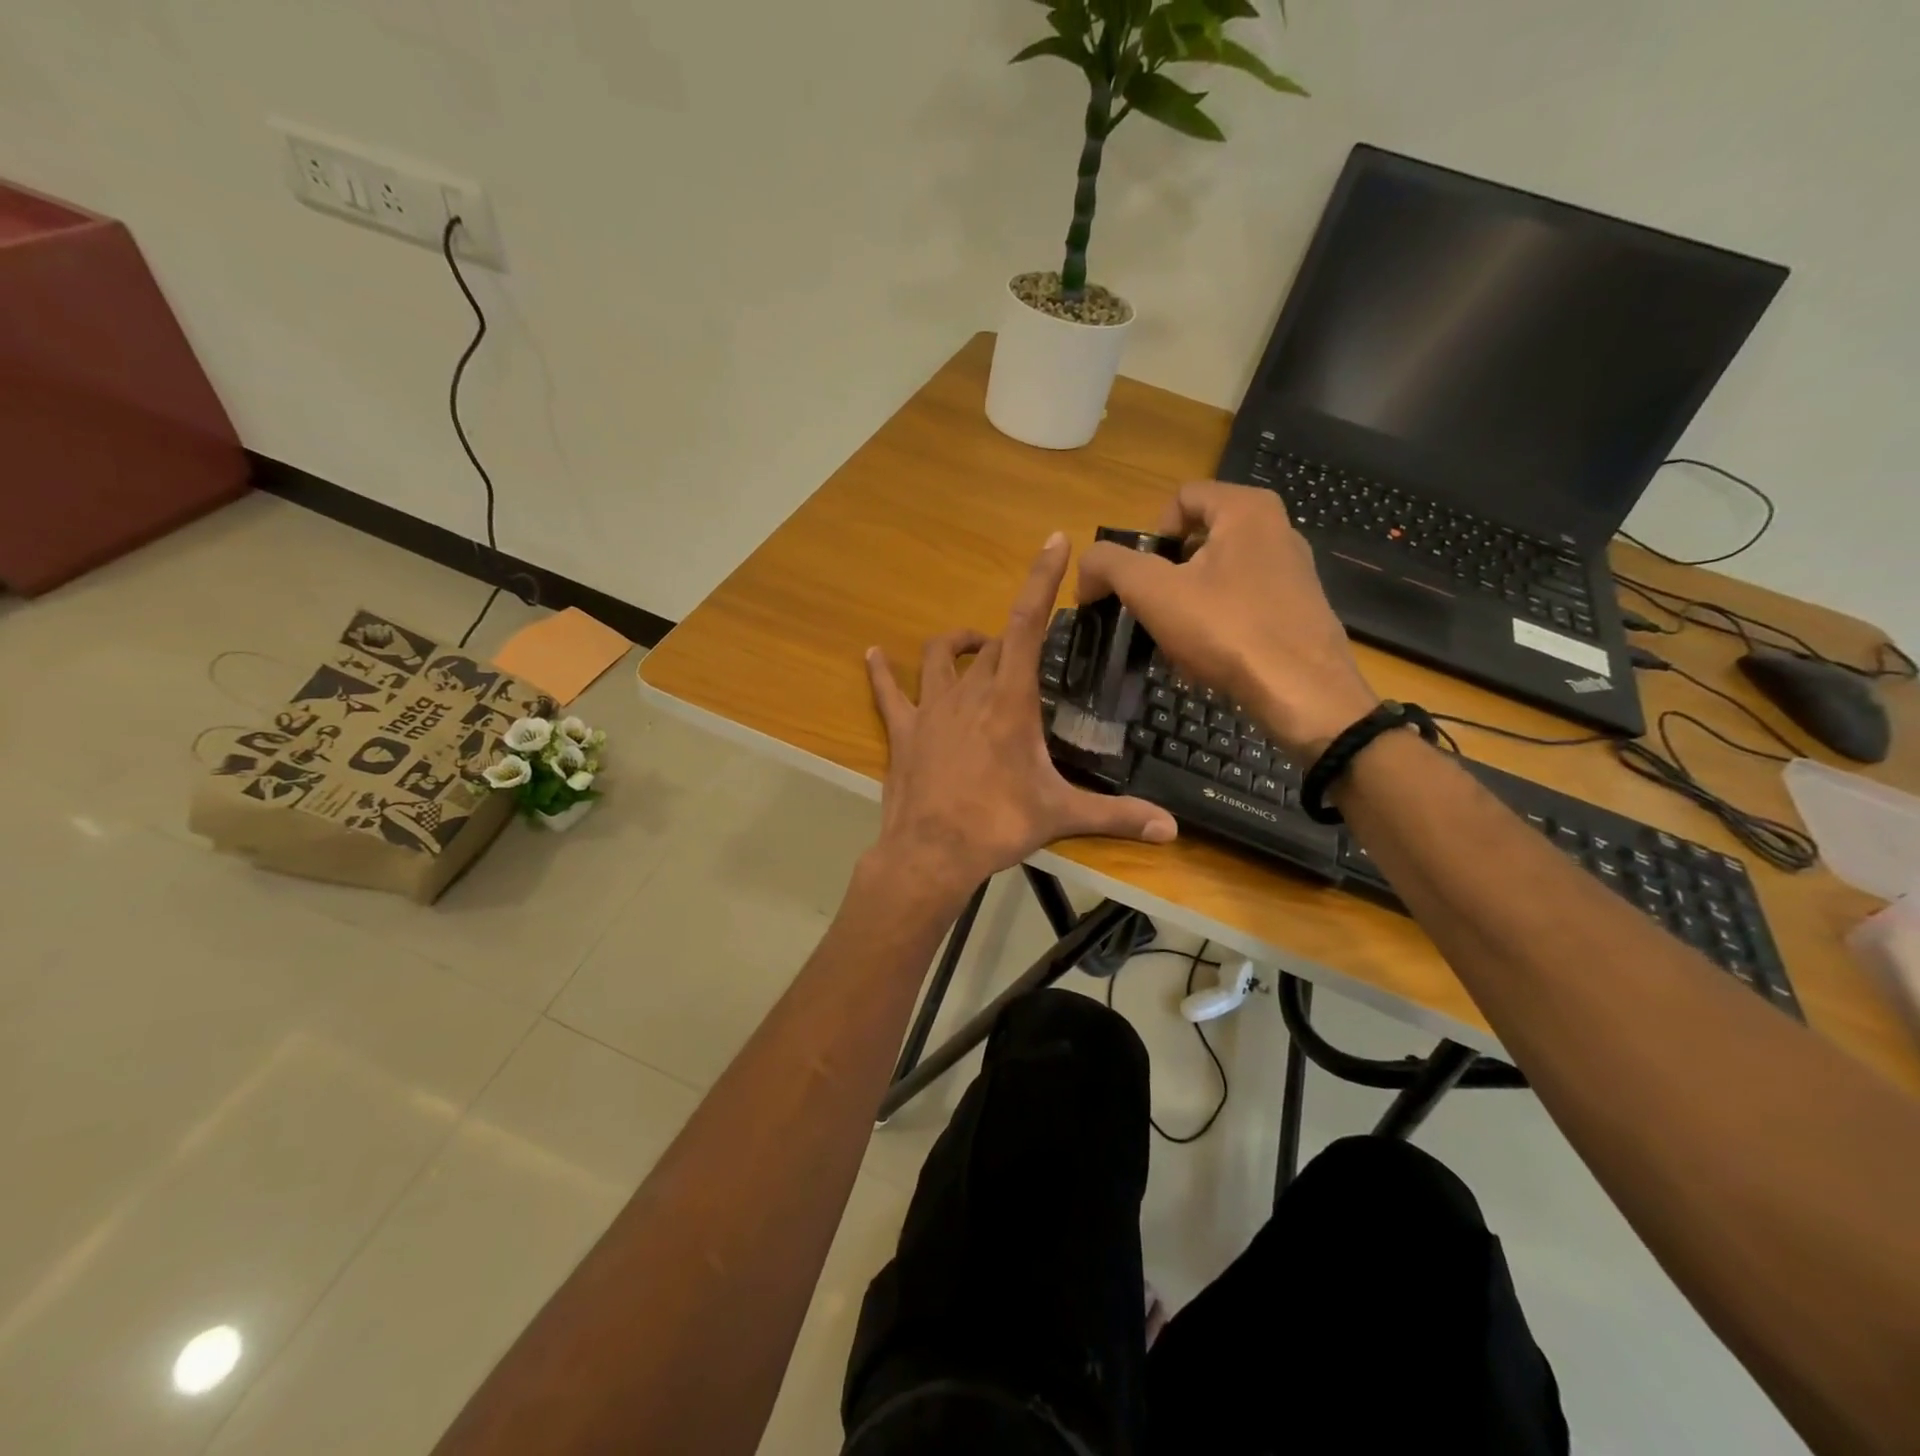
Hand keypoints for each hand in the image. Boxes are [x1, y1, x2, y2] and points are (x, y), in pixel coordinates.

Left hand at [864, 533, 1177, 904]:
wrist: (931, 854)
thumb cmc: (998, 826)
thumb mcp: (1061, 815)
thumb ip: (1118, 815)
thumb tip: (1172, 829)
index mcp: (1010, 701)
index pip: (1029, 624)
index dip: (1041, 579)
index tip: (1054, 540)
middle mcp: (970, 692)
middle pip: (994, 643)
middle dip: (1015, 636)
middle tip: (1034, 645)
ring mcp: (931, 708)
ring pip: (941, 656)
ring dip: (959, 644)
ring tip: (975, 646)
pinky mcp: (904, 730)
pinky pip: (888, 692)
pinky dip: (882, 672)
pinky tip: (874, 655)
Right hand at [1077, 482, 1378, 754]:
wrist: (1303, 694)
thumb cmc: (1226, 630)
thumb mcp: (1152, 592)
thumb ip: (1109, 565)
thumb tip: (1087, 569)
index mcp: (1246, 509)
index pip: (1180, 498)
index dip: (1147, 535)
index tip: (1138, 579)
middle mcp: (1277, 529)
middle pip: (1198, 538)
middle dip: (1166, 574)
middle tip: (1152, 612)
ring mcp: (1293, 571)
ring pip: (1219, 574)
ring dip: (1188, 602)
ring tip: (1177, 640)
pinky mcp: (1300, 609)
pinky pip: (1243, 603)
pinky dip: (1218, 622)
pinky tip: (1210, 656)